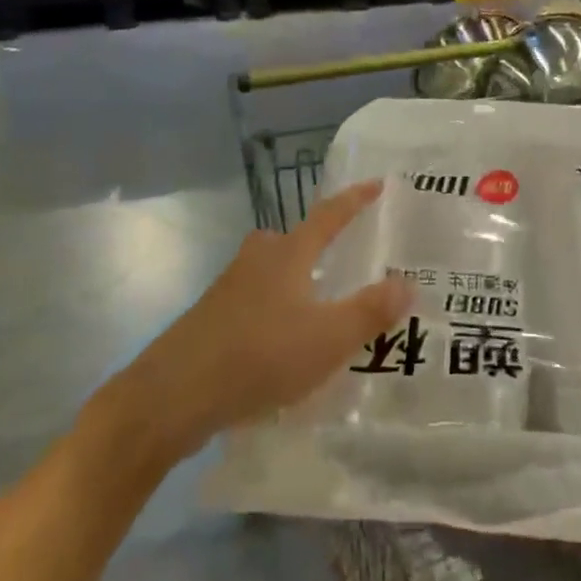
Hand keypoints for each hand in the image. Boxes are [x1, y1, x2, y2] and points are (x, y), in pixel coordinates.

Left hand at [133, 181, 408, 451]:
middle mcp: (258, 261)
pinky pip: (253, 301)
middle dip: (315, 243)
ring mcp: (228, 289)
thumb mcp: (327, 339)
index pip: (329, 215)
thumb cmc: (258, 356)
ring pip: (269, 271)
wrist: (172, 396)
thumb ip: (370, 311)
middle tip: (339, 256)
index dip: (354, 199)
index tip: (376, 183)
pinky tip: (281, 345)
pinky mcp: (210, 320)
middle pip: (291, 239)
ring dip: (293, 280)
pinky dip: (273, 311)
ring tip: (316, 307)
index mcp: (289, 254)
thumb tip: (408, 282)